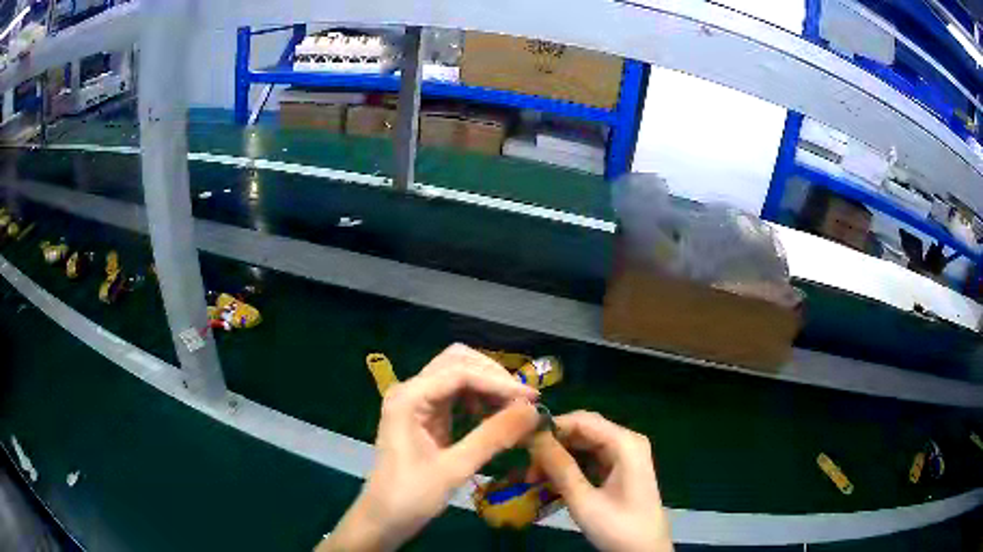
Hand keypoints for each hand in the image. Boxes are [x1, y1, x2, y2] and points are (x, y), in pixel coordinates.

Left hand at [320, 344, 539, 550]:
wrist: (383, 519)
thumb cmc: (411, 496)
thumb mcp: (454, 469)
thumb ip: (493, 437)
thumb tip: (533, 411)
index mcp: (409, 398)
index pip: (461, 373)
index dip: (500, 383)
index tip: (533, 399)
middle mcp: (411, 391)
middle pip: (457, 362)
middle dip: (492, 376)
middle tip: (522, 402)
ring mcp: (416, 402)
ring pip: (457, 375)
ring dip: (487, 386)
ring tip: (513, 410)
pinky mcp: (424, 416)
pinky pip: (455, 395)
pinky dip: (478, 399)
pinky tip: (493, 417)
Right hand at [528, 411, 672, 551]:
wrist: (645, 551)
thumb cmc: (618, 527)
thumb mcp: (584, 501)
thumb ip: (560, 468)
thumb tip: (534, 438)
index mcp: (625, 444)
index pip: (582, 420)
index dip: (551, 427)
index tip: (521, 442)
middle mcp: (627, 442)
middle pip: (583, 430)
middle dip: (553, 445)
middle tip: (527, 466)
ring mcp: (625, 455)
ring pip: (584, 445)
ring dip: (558, 458)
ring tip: (534, 478)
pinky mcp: (620, 468)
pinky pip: (590, 458)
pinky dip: (570, 467)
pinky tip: (551, 482)